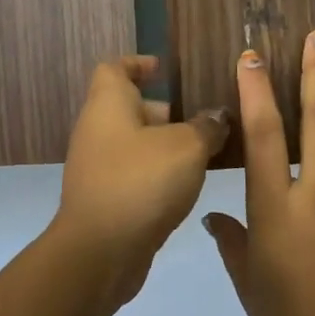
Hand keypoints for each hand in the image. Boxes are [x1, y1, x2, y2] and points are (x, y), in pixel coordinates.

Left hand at [52, 56, 228, 299]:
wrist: (100, 252)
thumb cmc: (141, 182)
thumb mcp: (187, 147)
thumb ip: (207, 127)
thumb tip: (217, 117)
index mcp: (108, 104)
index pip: (115, 68)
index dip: (139, 63)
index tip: (167, 70)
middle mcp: (98, 130)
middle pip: (132, 107)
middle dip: (170, 111)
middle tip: (209, 119)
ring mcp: (99, 167)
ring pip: (138, 144)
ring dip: (169, 146)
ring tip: (210, 151)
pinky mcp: (106, 198)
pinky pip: (136, 173)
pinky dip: (160, 173)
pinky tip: (191, 186)